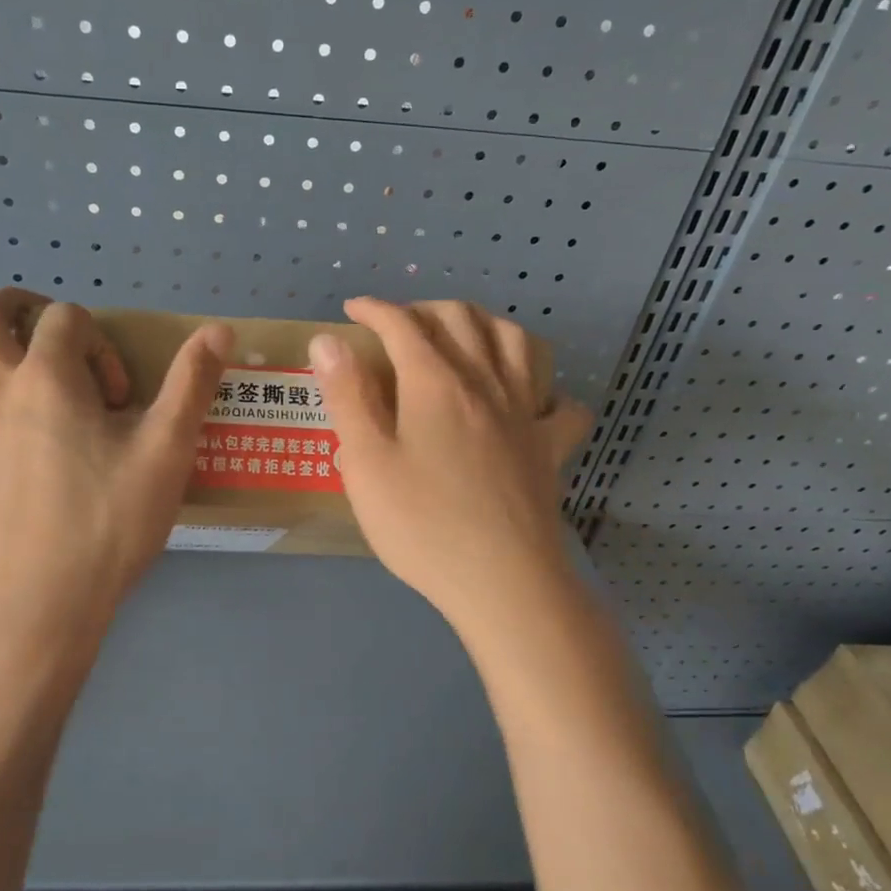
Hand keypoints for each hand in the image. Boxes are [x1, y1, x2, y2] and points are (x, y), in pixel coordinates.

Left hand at [0, 288, 231, 633]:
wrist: (40, 604)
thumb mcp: (167, 451)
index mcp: (46, 376)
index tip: (119, 398)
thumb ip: (191, 383)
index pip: (65, 317)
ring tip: (16, 390)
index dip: (99, 344)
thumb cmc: (109, 522)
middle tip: (53, 344)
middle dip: (19, 310)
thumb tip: (220, 328)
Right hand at [309, 298, 590, 636]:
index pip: (403, 325)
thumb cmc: (423, 525)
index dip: (375, 310)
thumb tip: (328, 340)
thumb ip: (346, 397)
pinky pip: (561, 403)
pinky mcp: (551, 448)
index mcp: (435, 383)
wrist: (503, 582)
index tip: (353, 310)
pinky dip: (545, 390)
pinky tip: (529, 401)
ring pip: (517, 342)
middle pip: (463, 319)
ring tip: (465, 339)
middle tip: (400, 325)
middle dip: (426, 308)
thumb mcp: (367, 463)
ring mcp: (526, 414)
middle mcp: (486, 383)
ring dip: (487, 326)